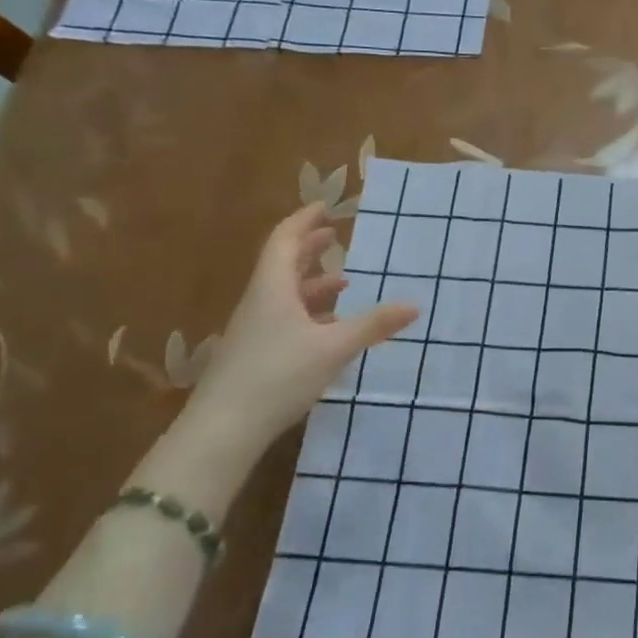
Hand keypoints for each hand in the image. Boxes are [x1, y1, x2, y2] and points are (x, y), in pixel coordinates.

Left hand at [185, 205, 417, 450]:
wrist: (222, 430)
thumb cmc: (277, 376)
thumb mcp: (333, 348)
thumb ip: (374, 325)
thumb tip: (415, 305)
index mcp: (272, 289)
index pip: (285, 241)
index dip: (304, 221)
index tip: (325, 207)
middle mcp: (260, 302)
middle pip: (283, 265)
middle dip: (309, 249)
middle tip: (334, 236)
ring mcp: (254, 330)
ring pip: (284, 294)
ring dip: (312, 284)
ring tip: (342, 283)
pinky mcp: (254, 354)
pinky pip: (284, 318)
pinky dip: (308, 312)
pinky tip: (328, 328)